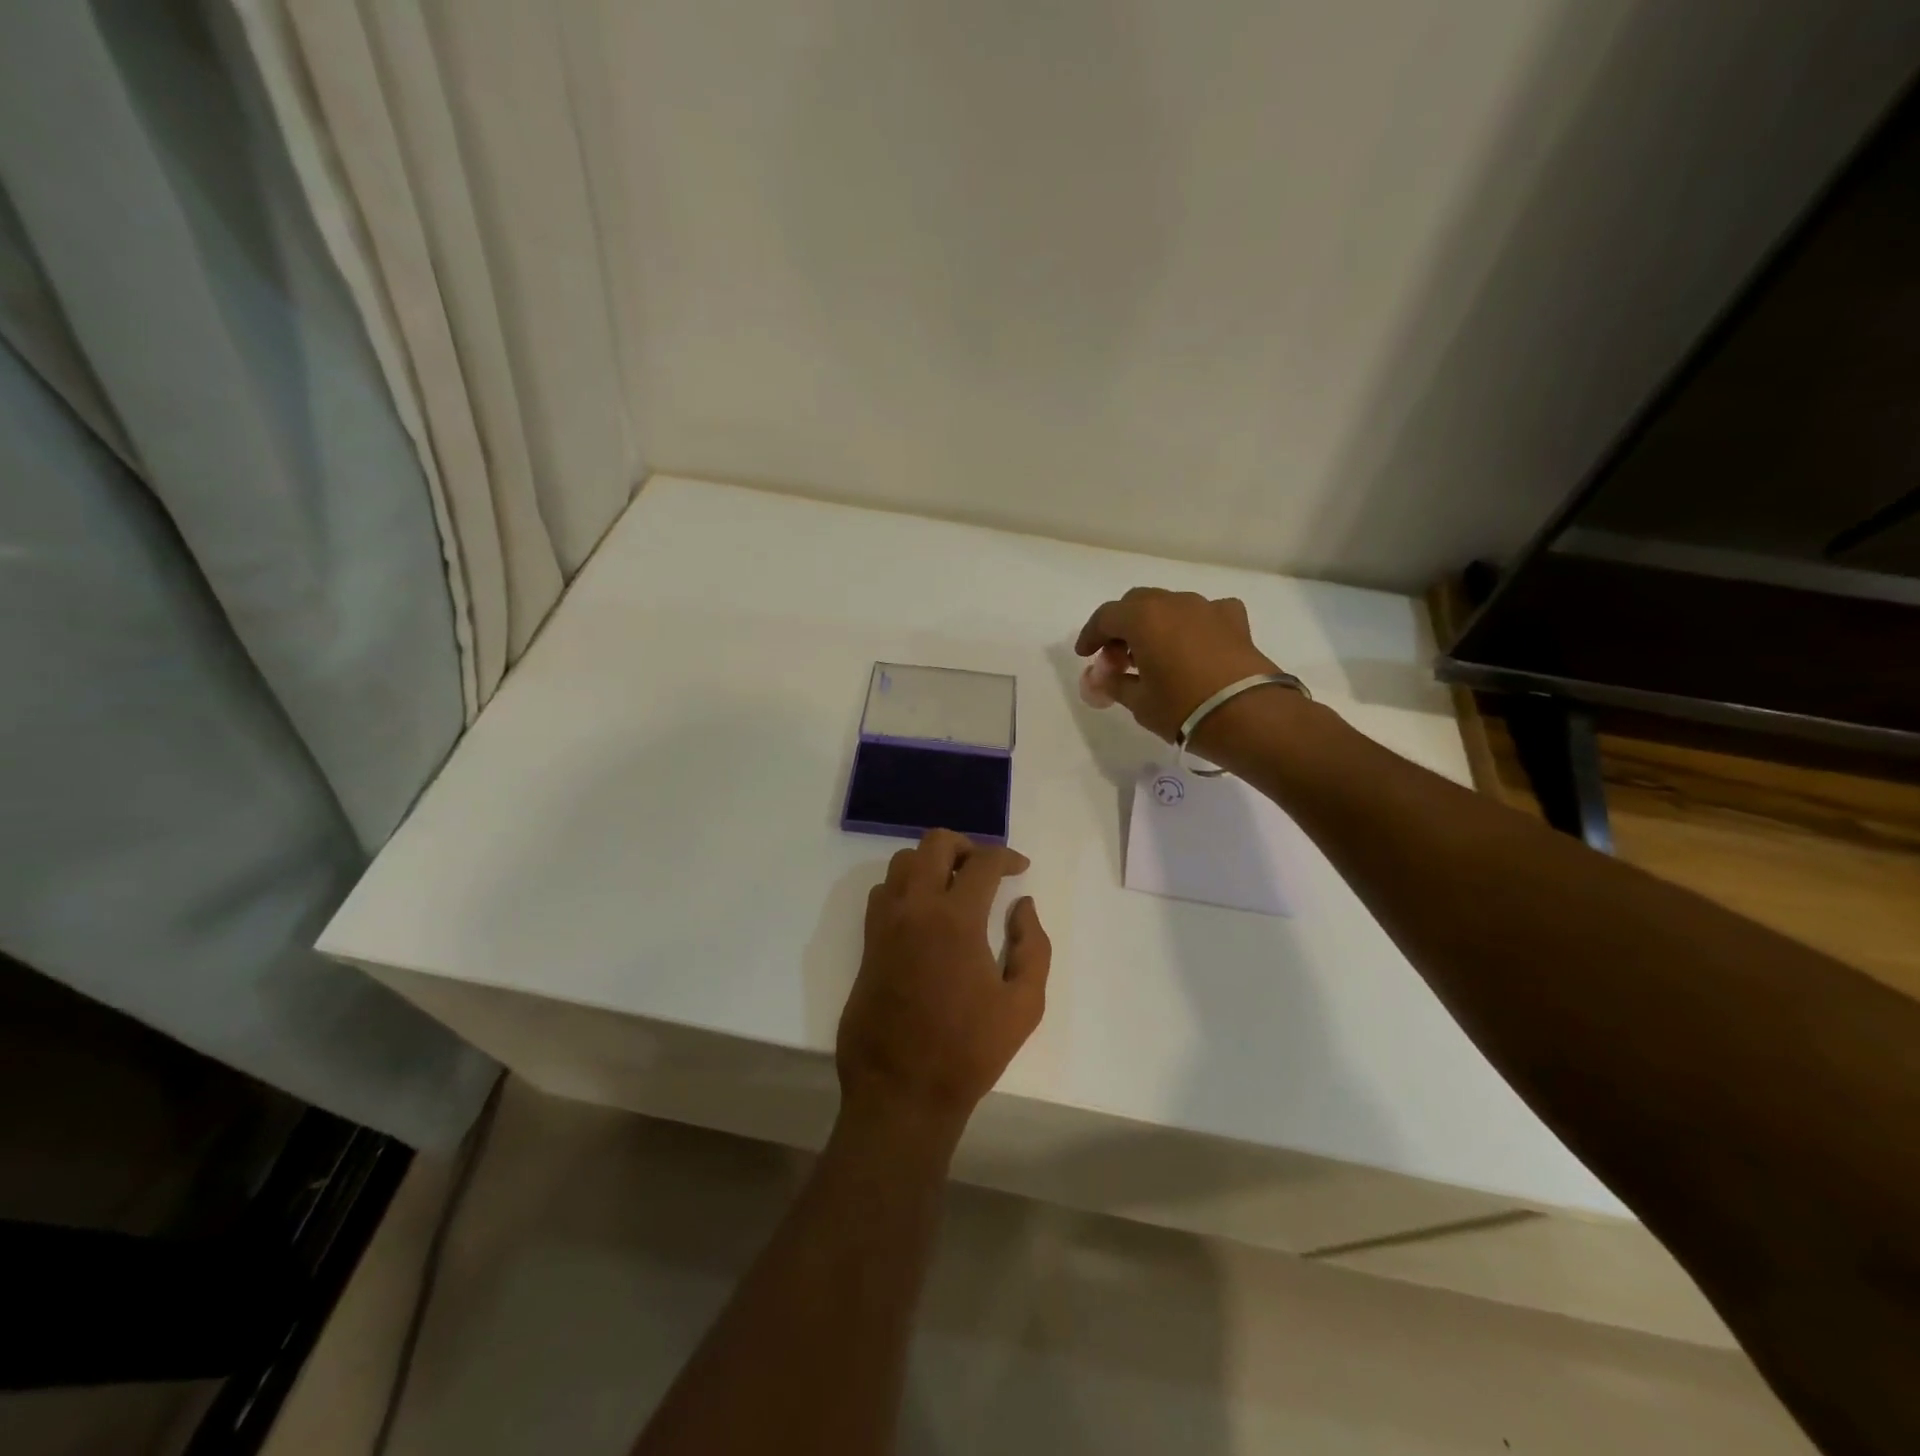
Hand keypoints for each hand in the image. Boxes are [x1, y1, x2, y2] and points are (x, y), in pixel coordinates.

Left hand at [837, 830, 1051, 1144]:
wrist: (902, 1090)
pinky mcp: (868, 942)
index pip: (982, 862)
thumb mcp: (1024, 1004)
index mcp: (955, 919)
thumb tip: (1023, 906)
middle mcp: (915, 908)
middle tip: (985, 869)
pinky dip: (905, 886)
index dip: (1006, 857)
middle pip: (934, 843)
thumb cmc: (969, 1051)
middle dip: (965, 845)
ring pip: (902, 862)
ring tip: (955, 886)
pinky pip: (883, 892)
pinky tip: (924, 912)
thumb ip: (1032, 946)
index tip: (1020, 868)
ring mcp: (885, 923)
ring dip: (931, 862)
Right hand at [1075, 587, 1280, 742]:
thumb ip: (1114, 683)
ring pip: (1170, 606)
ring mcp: (1207, 607)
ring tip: (1153, 656)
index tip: (1085, 655)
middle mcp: (1174, 602)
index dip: (1090, 635)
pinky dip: (1191, 626)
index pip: (1105, 617)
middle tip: (1116, 657)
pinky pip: (1204, 614)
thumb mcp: (1139, 702)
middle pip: (1137, 604)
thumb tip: (1100, 677)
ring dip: (1155, 625)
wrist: (1250, 716)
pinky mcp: (1235, 620)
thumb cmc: (1183, 708)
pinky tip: (1193, 647)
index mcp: (1143, 617)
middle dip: (1122, 627)